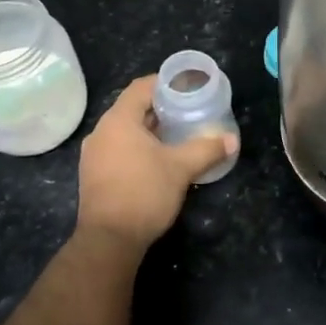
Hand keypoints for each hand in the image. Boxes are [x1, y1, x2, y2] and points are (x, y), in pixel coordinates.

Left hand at [75, 76, 238, 251]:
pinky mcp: (94, 175)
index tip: (187, 86)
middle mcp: (101, 132)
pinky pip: (118, 149)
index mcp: (118, 121)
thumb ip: (207, 149)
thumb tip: (232, 139)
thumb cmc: (144, 193)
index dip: (164, 83)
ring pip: (125, 131)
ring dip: (150, 130)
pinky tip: (158, 159)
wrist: (109, 241)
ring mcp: (94, 155)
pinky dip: (138, 147)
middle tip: (188, 110)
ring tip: (177, 134)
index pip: (141, 88)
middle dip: (161, 108)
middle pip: (132, 109)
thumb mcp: (181, 168)